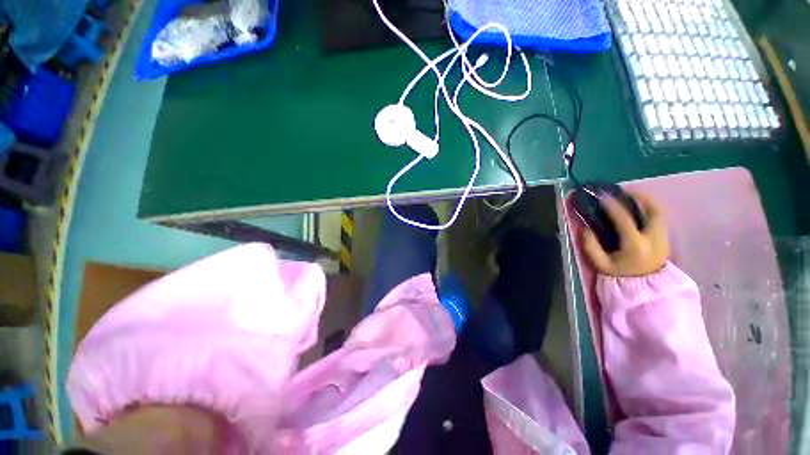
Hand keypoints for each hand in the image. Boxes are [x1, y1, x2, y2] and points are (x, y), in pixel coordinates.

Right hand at [581, 192, 669, 276]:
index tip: (602, 196)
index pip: (625, 220)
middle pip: (654, 210)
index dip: (613, 206)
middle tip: (624, 191)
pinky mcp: (665, 238)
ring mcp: (663, 237)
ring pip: (660, 212)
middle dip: (640, 197)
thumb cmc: (621, 275)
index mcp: (635, 245)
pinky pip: (659, 218)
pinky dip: (650, 209)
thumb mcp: (601, 264)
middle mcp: (653, 238)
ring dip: (647, 201)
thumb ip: (590, 246)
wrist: (646, 289)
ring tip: (632, 196)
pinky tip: (638, 208)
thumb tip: (584, 228)